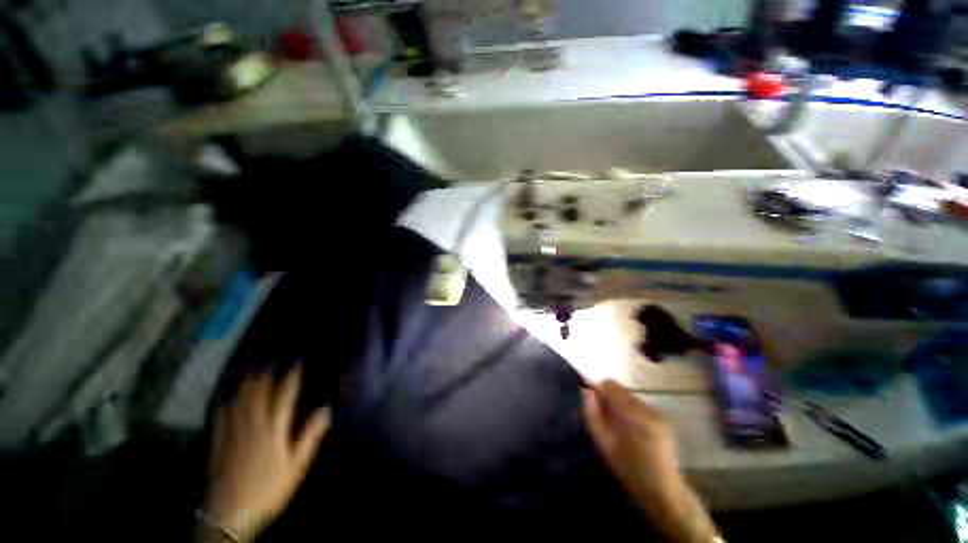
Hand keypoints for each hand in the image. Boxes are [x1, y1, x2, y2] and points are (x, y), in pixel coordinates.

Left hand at [201, 367, 330, 541]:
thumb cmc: (268, 489)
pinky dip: (223, 406)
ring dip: (244, 385)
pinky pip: (220, 419)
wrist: (229, 514)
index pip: (284, 396)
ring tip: (247, 371)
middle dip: (263, 376)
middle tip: (265, 360)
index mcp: (272, 429)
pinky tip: (223, 400)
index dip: (291, 377)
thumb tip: (325, 410)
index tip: (296, 362)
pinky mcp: (218, 445)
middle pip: (257, 395)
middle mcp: (251, 426)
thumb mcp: (296, 466)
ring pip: (238, 403)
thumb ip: (310, 436)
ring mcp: (231, 435)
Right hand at [582, 380, 718, 542]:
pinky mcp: (663, 420)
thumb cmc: (629, 469)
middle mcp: (646, 407)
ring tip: (620, 429)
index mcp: (631, 412)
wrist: (664, 492)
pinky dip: (632, 412)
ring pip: (630, 397)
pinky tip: (633, 432)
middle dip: (610, 399)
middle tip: (606, 421)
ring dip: (621, 406)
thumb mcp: (603, 444)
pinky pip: (640, 406)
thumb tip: (585, 390)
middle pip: (621, 389)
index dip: (599, 392)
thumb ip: (592, 415)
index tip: (595, 407)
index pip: (610, 385)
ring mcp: (657, 413)